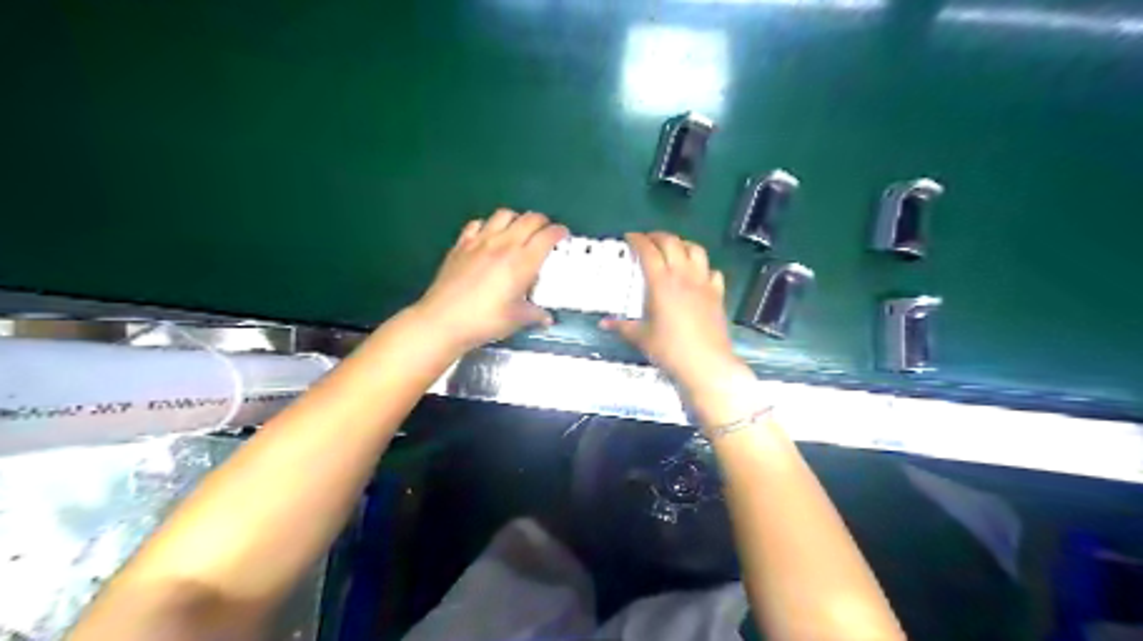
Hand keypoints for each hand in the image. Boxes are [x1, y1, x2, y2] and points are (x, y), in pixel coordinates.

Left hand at [413, 208, 569, 349]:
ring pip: (504, 214)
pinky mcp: (461, 244)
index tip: (563, 236)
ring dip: (516, 219)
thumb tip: (547, 318)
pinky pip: (478, 224)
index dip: (559, 232)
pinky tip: (488, 236)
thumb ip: (535, 314)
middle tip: (545, 232)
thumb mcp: (516, 319)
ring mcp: (480, 241)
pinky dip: (488, 225)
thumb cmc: (485, 321)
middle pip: (529, 219)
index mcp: (523, 262)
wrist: (443, 320)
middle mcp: (504, 244)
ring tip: (518, 231)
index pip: (547, 236)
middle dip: (542, 222)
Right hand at [603, 230, 756, 399]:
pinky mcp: (718, 293)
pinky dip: (703, 266)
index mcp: (661, 283)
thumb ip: (622, 326)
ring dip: (682, 244)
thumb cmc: (669, 350)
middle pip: (672, 243)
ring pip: (696, 250)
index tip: (630, 237)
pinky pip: (712, 270)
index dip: (638, 240)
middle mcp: (683, 276)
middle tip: (648, 240)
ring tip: (673, 249)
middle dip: (658, 236)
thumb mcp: (641, 338)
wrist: (706, 363)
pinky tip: (697, 274)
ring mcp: (703, 283)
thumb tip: (603, 323)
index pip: (648, 251)